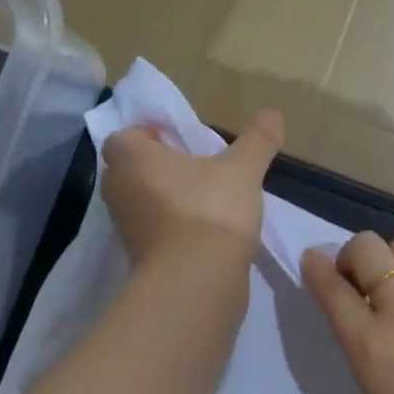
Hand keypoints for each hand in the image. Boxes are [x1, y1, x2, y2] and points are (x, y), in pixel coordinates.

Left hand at [100, 110, 282, 267]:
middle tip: (191, 166)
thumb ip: (257, 140)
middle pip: (128, 170)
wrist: (196, 281)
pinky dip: (170, 228)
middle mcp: (120, 190)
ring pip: (140, 202)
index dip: (147, 134)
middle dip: (154, 166)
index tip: (177, 139)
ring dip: (163, 198)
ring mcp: (126, 228)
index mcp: (133, 159)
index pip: (123, 137)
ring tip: (202, 198)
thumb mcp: (243, 170)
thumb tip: (273, 113)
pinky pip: (152, 232)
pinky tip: (203, 230)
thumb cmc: (210, 210)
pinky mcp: (139, 258)